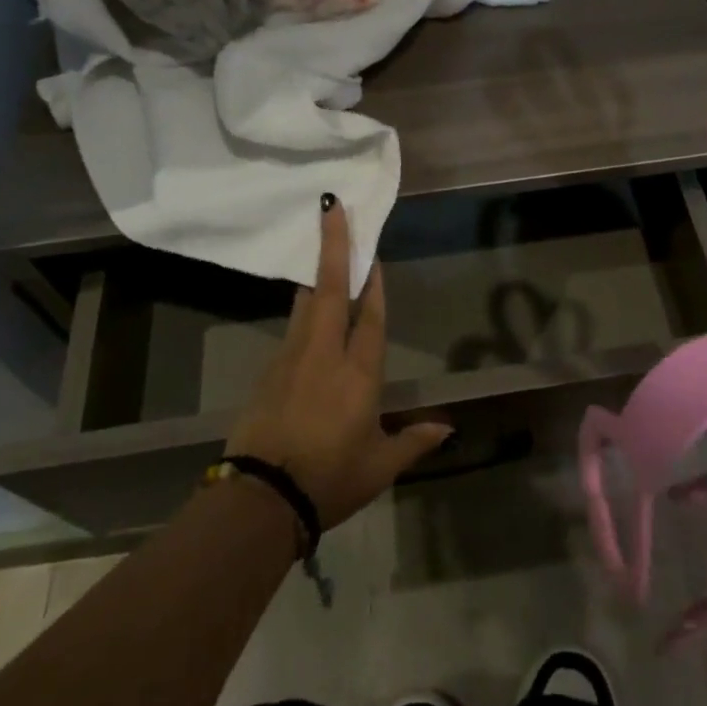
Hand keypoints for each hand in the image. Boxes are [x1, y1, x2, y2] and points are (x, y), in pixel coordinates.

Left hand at [224, 197, 451, 529]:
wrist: (260, 498)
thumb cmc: (329, 479)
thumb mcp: (379, 465)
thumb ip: (414, 441)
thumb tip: (446, 428)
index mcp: (358, 373)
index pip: (370, 318)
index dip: (376, 284)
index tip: (375, 253)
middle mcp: (324, 354)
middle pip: (330, 288)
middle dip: (334, 244)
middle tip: (332, 207)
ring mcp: (291, 358)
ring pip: (307, 302)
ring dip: (318, 272)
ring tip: (323, 245)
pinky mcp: (268, 371)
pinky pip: (293, 327)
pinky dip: (305, 307)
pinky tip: (309, 308)